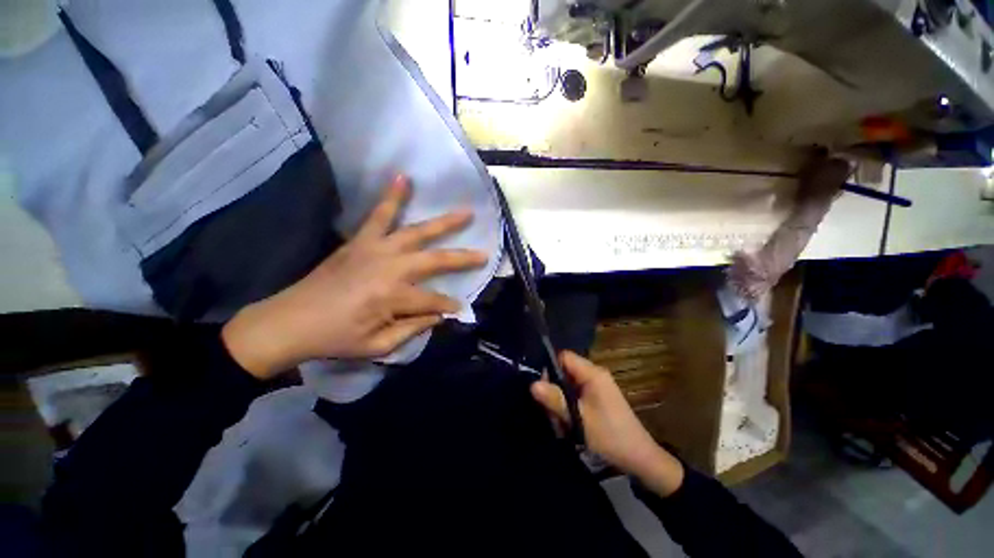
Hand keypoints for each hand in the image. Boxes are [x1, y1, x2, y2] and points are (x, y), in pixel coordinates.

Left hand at [222, 175, 487, 377]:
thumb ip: (414, 329)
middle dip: (463, 258)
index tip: (460, 308)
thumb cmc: (335, 339)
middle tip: (483, 254)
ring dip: (444, 222)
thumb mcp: (378, 346)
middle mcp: (390, 268)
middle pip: (435, 260)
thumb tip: (441, 316)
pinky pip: (380, 214)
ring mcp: (375, 249)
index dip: (449, 306)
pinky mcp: (361, 240)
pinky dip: (393, 196)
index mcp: (393, 298)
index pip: (434, 301)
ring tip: (465, 212)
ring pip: (417, 231)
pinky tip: (404, 178)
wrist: (289, 321)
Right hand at [531, 351, 684, 495]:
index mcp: (592, 373)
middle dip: (554, 389)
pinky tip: (567, 423)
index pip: (564, 356)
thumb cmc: (609, 435)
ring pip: (568, 384)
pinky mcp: (597, 397)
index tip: (541, 386)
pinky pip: (576, 394)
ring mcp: (597, 386)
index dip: (550, 367)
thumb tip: (532, 384)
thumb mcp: (578, 418)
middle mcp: (594, 374)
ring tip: (559, 422)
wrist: (639, 458)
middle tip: (549, 410)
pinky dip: (568, 406)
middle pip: (564, 370)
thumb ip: (555, 399)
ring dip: (560, 401)